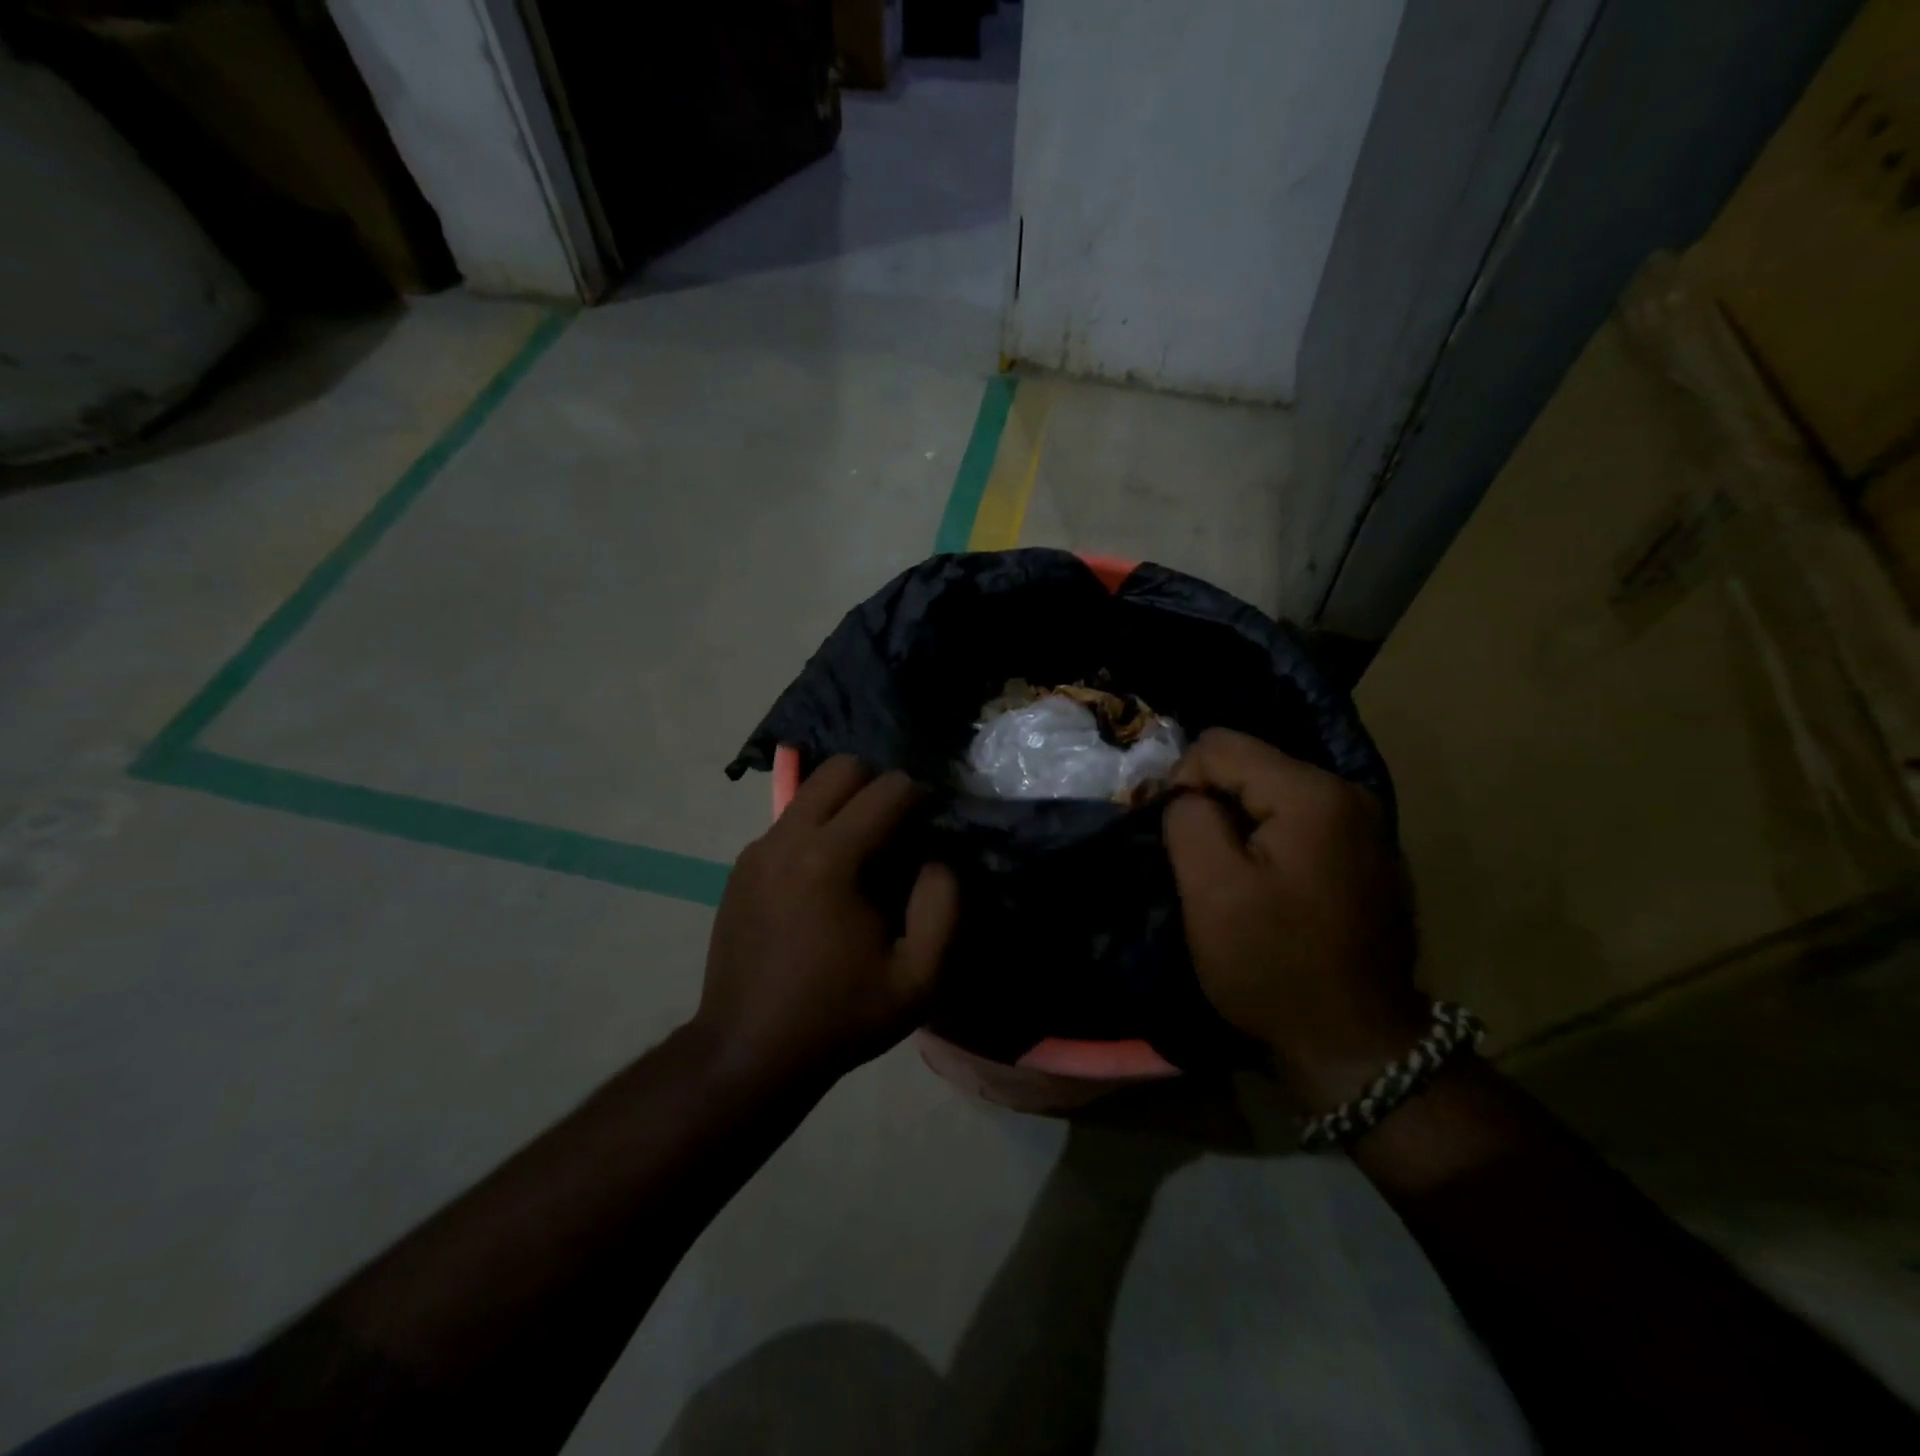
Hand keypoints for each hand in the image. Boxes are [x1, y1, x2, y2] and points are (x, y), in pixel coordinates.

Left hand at [697, 756, 959, 1090]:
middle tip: (899, 830)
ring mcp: (757, 850)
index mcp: (830, 859)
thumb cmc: (840, 1016)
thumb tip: (936, 858)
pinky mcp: (741, 867)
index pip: (888, 788)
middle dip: (879, 786)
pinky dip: (817, 829)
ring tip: (864, 854)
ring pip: (810, 791)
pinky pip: (789, 822)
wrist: (749, 1051)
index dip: (922, 797)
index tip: (933, 825)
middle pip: (841, 768)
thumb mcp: (918, 978)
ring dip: (845, 805)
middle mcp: (787, 838)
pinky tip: (826, 881)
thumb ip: (943, 906)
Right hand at [1163, 728, 1424, 1108]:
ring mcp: (1364, 824)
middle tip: (1197, 861)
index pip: (1221, 745)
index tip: (1176, 837)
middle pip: (1251, 765)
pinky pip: (1298, 821)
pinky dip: (1269, 839)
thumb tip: (1186, 794)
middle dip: (1212, 802)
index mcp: (1312, 794)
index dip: (1182, 781)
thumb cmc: (1275, 966)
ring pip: (1272, 792)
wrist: (1357, 1044)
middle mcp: (1347, 793)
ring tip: (1226, 875)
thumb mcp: (1211, 891)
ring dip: (1238, 823)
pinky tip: (1266, 885)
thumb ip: (1188, 819)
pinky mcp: (1366, 853)